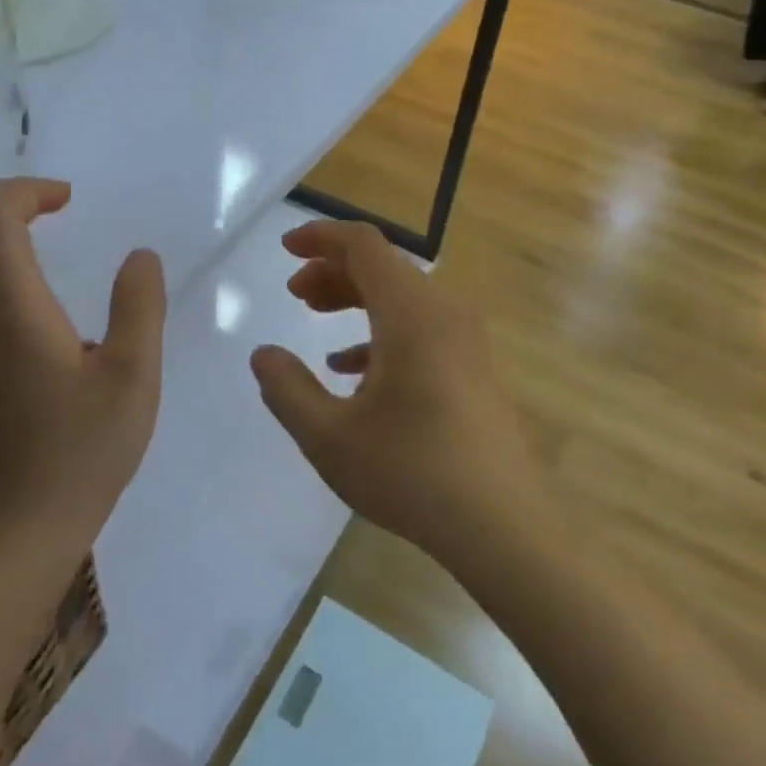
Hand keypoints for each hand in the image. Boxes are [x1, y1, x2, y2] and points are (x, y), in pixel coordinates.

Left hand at [0, 178, 165, 551]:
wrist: (22, 522)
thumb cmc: (84, 447)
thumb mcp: (133, 375)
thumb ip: (139, 307)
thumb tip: (140, 256)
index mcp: (12, 309)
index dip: (27, 193)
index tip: (70, 198)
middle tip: (45, 199)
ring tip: (33, 227)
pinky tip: (24, 282)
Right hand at [249, 220, 536, 567]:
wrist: (501, 527)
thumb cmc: (411, 474)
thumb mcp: (329, 437)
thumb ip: (286, 389)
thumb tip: (264, 355)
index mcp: (411, 314)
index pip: (365, 246)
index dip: (321, 238)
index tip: (285, 248)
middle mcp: (444, 314)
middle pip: (384, 268)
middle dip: (333, 271)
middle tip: (295, 293)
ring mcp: (466, 341)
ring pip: (403, 298)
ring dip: (356, 299)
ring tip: (315, 317)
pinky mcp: (473, 368)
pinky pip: (422, 329)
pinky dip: (381, 332)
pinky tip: (353, 371)